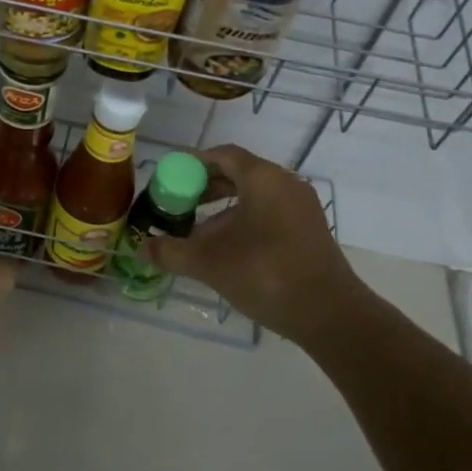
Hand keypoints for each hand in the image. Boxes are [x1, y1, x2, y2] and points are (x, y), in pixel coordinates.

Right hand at [146, 145, 363, 345]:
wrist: (330, 315)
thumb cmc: (265, 274)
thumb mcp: (209, 262)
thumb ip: (171, 251)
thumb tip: (142, 247)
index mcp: (263, 179)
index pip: (223, 155)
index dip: (193, 164)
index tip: (170, 179)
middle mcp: (285, 184)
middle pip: (239, 173)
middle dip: (205, 187)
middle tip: (178, 204)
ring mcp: (301, 207)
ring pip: (254, 195)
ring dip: (223, 207)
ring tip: (197, 230)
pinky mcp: (309, 230)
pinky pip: (269, 211)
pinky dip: (244, 219)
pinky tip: (227, 247)